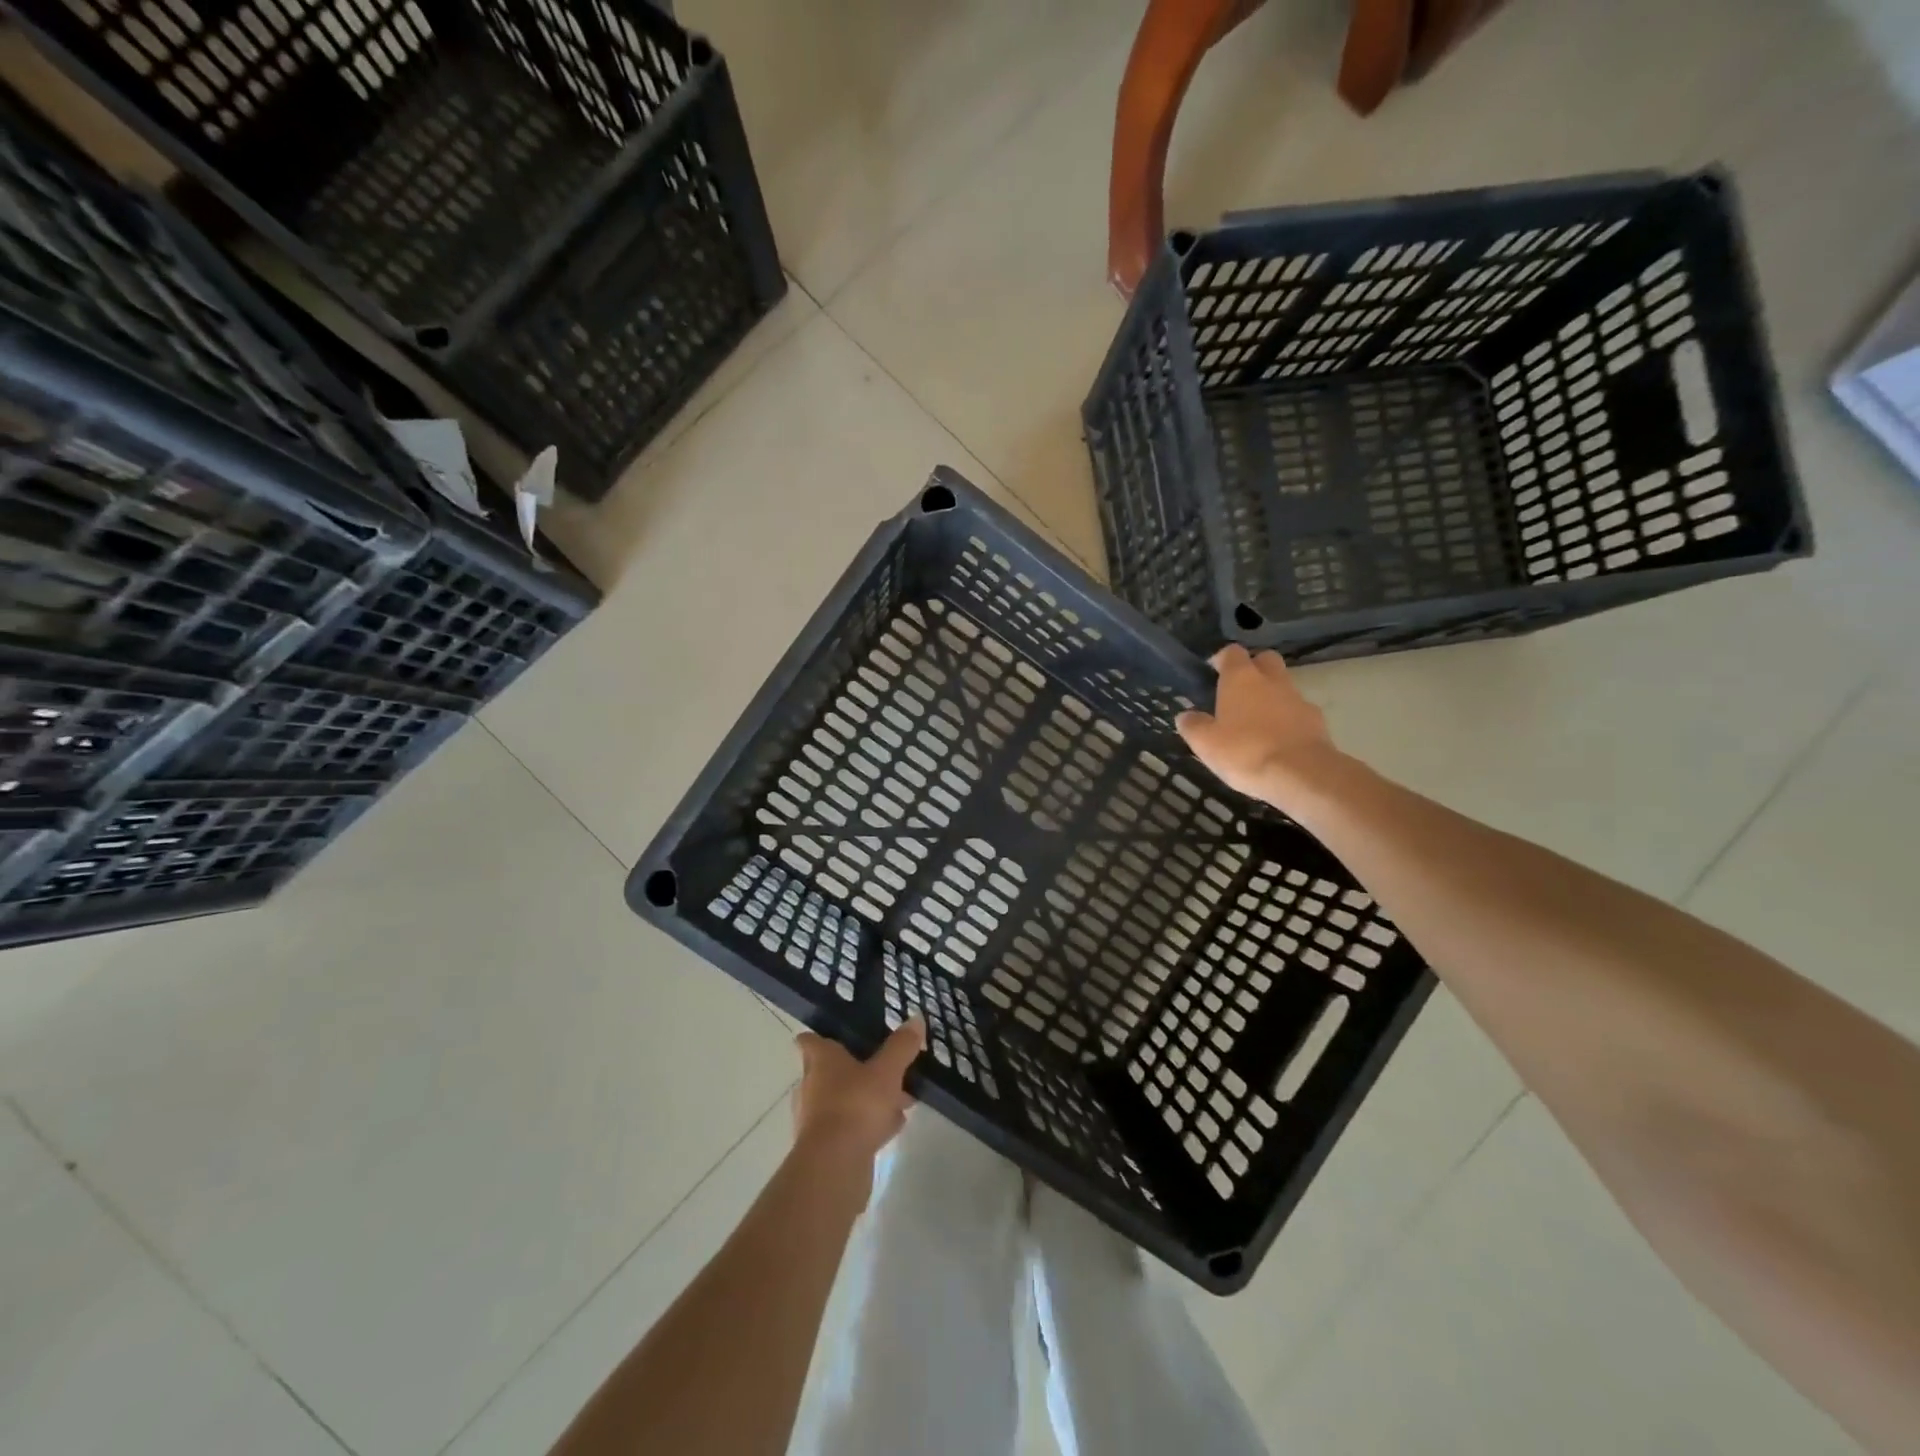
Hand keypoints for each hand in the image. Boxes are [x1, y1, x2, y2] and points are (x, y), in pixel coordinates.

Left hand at [791, 1018, 925, 1198]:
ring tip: (899, 1099)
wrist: (835, 1166)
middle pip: (829, 1071)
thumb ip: (901, 1046)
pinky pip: (850, 1126)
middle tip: (883, 1065)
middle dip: (855, 1069)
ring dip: (866, 1099)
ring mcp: (816, 1119)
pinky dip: (868, 1124)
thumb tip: (915, 1018)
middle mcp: (812, 1086)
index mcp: (821, 1061)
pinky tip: (893, 1126)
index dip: (820, 1036)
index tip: (836, 1034)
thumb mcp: (887, 1071)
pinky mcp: (826, 1147)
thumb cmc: (856, 1105)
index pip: (810, 1041)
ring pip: (843, 1100)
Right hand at [1176, 645, 1338, 803]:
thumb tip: (1185, 716)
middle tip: (1237, 691)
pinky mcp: (1316, 721)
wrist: (1301, 774)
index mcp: (1241, 678)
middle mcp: (1271, 680)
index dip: (1222, 659)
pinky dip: (1287, 719)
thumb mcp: (1206, 744)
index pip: (1232, 652)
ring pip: (1283, 686)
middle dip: (1253, 668)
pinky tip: (1277, 741)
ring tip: (1256, 723)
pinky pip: (1297, 712)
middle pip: (1265, 660)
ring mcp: (1298, 699)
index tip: (1212, 673)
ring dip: (1270, 696)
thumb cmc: (1245, 752)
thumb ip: (1193, 726)